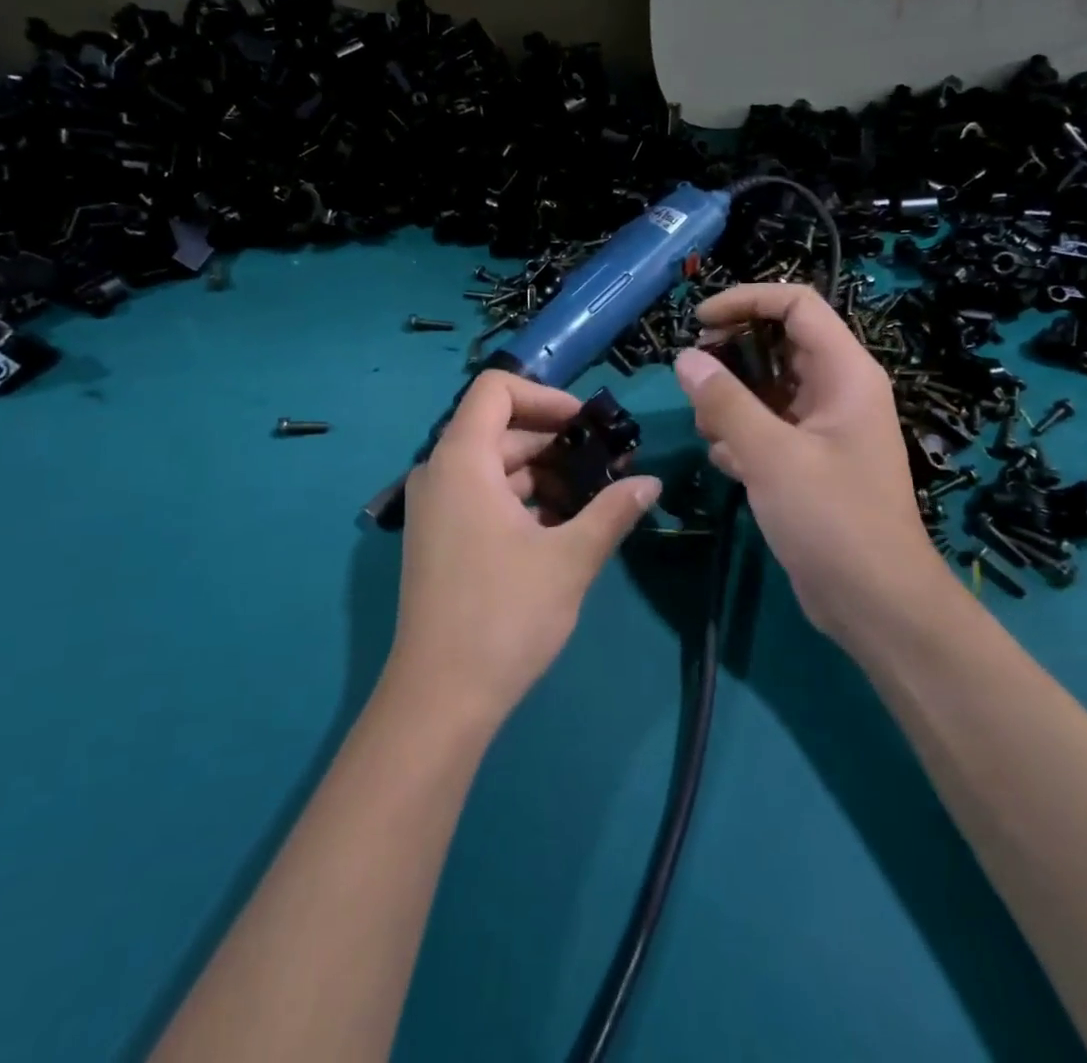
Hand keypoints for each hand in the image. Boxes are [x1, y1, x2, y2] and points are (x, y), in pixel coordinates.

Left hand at [391, 372, 661, 726]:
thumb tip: (651, 483)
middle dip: (555, 442)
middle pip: (499, 429)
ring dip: (543, 474)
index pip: (496, 389)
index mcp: (461, 461)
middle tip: (607, 467)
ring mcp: (435, 507)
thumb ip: (612, 511)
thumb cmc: (504, 615)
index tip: (588, 425)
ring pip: (494, 466)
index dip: (546, 396)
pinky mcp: (439, 537)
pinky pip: (482, 496)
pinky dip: (521, 500)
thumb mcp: (570, 559)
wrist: (441, 697)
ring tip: (593, 500)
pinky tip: (561, 528)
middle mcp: (439, 473)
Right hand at [672, 284, 940, 636]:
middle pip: (779, 344)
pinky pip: (769, 427)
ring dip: (732, 401)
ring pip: (768, 389)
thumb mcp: (771, 455)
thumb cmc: (832, 519)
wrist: (875, 602)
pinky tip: (728, 464)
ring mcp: (825, 428)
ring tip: (709, 431)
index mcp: (845, 374)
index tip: (699, 322)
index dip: (746, 301)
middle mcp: (838, 391)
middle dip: (732, 357)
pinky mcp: (811, 461)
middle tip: (695, 381)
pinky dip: (743, 436)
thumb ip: (725, 402)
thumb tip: (686, 358)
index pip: (797, 305)